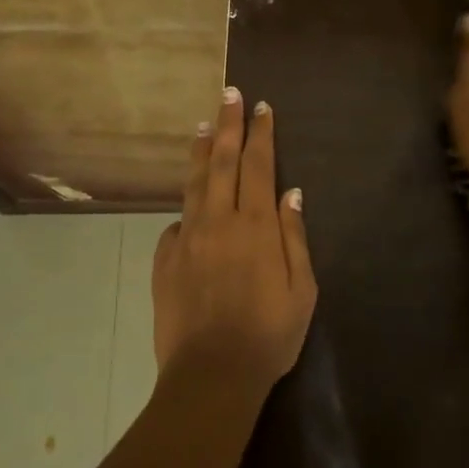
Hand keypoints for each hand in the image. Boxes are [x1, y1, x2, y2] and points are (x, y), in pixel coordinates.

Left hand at [151, 88, 317, 394]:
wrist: (211, 373)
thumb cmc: (269, 335)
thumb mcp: (303, 290)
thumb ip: (294, 237)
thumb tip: (292, 194)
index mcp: (256, 227)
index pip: (258, 166)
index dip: (260, 134)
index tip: (261, 108)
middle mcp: (218, 222)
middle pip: (221, 162)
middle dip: (227, 125)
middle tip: (228, 94)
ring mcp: (187, 239)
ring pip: (193, 184)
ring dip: (200, 152)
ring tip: (203, 126)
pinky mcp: (165, 260)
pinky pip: (177, 224)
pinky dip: (187, 207)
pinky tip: (190, 204)